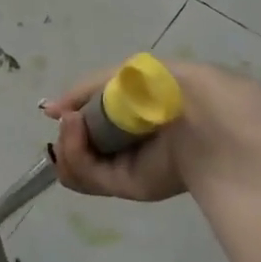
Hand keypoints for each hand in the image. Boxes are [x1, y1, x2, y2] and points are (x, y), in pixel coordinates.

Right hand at [44, 61, 260, 202]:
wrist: (211, 119)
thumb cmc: (175, 87)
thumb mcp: (128, 74)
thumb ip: (85, 89)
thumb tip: (49, 109)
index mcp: (138, 112)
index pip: (93, 119)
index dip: (74, 115)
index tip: (61, 109)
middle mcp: (132, 141)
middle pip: (81, 145)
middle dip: (67, 133)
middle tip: (68, 119)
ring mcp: (130, 165)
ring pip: (78, 165)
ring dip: (66, 143)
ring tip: (72, 126)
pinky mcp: (130, 187)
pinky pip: (87, 176)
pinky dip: (73, 155)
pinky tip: (75, 133)